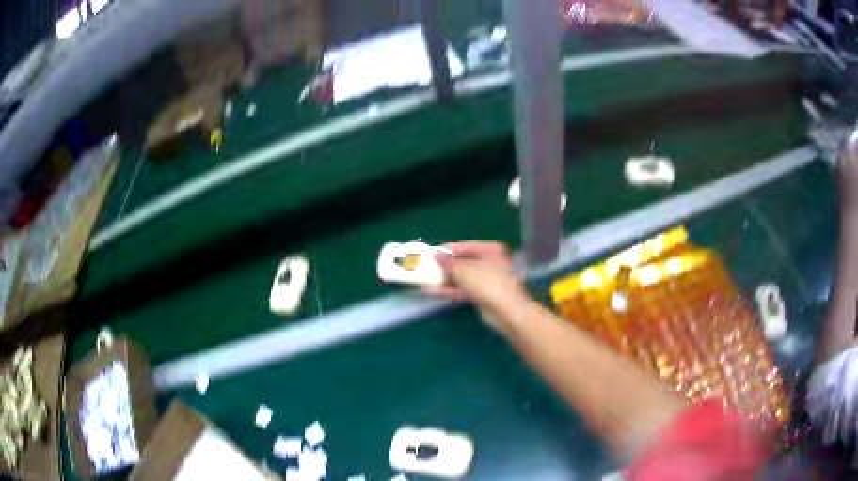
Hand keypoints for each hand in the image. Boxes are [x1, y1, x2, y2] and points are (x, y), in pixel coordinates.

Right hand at [424, 241, 532, 333]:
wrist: (507, 312)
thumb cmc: (488, 283)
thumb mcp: (464, 270)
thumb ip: (448, 263)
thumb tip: (436, 255)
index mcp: (491, 250)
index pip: (466, 246)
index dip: (448, 250)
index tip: (432, 253)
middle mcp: (490, 262)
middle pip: (463, 262)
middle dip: (445, 266)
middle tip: (427, 266)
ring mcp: (487, 280)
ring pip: (462, 277)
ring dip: (445, 279)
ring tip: (425, 279)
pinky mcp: (483, 295)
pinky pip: (464, 289)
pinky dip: (450, 290)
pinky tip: (433, 291)